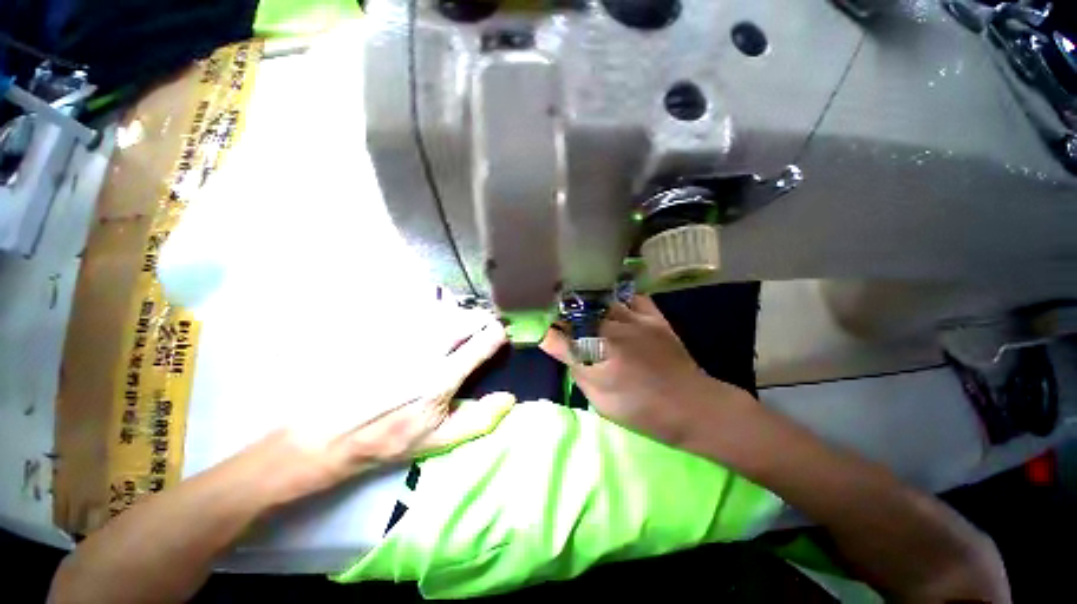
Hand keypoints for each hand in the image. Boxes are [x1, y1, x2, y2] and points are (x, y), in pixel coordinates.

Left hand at [264, 317, 512, 504]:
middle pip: (466, 318)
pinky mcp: (385, 331)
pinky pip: (419, 311)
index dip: (498, 334)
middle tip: (482, 329)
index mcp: (442, 378)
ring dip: (459, 316)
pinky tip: (431, 327)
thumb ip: (479, 419)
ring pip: (445, 310)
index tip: (499, 337)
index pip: (483, 341)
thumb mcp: (437, 440)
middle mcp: (426, 350)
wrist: (327, 433)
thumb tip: (510, 398)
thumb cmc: (387, 439)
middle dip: (482, 320)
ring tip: (460, 327)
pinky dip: (434, 314)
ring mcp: (403, 337)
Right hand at [540, 295, 751, 446]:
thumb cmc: (642, 411)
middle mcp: (614, 329)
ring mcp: (636, 320)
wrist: (693, 407)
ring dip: (585, 301)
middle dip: (561, 312)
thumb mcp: (601, 400)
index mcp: (599, 352)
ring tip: (574, 299)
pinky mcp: (654, 317)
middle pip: (579, 313)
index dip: (546, 329)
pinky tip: (610, 300)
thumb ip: (576, 369)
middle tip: (551, 311)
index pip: (562, 335)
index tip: (535, 325)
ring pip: (602, 301)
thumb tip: (555, 346)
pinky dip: (618, 297)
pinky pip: (632, 297)